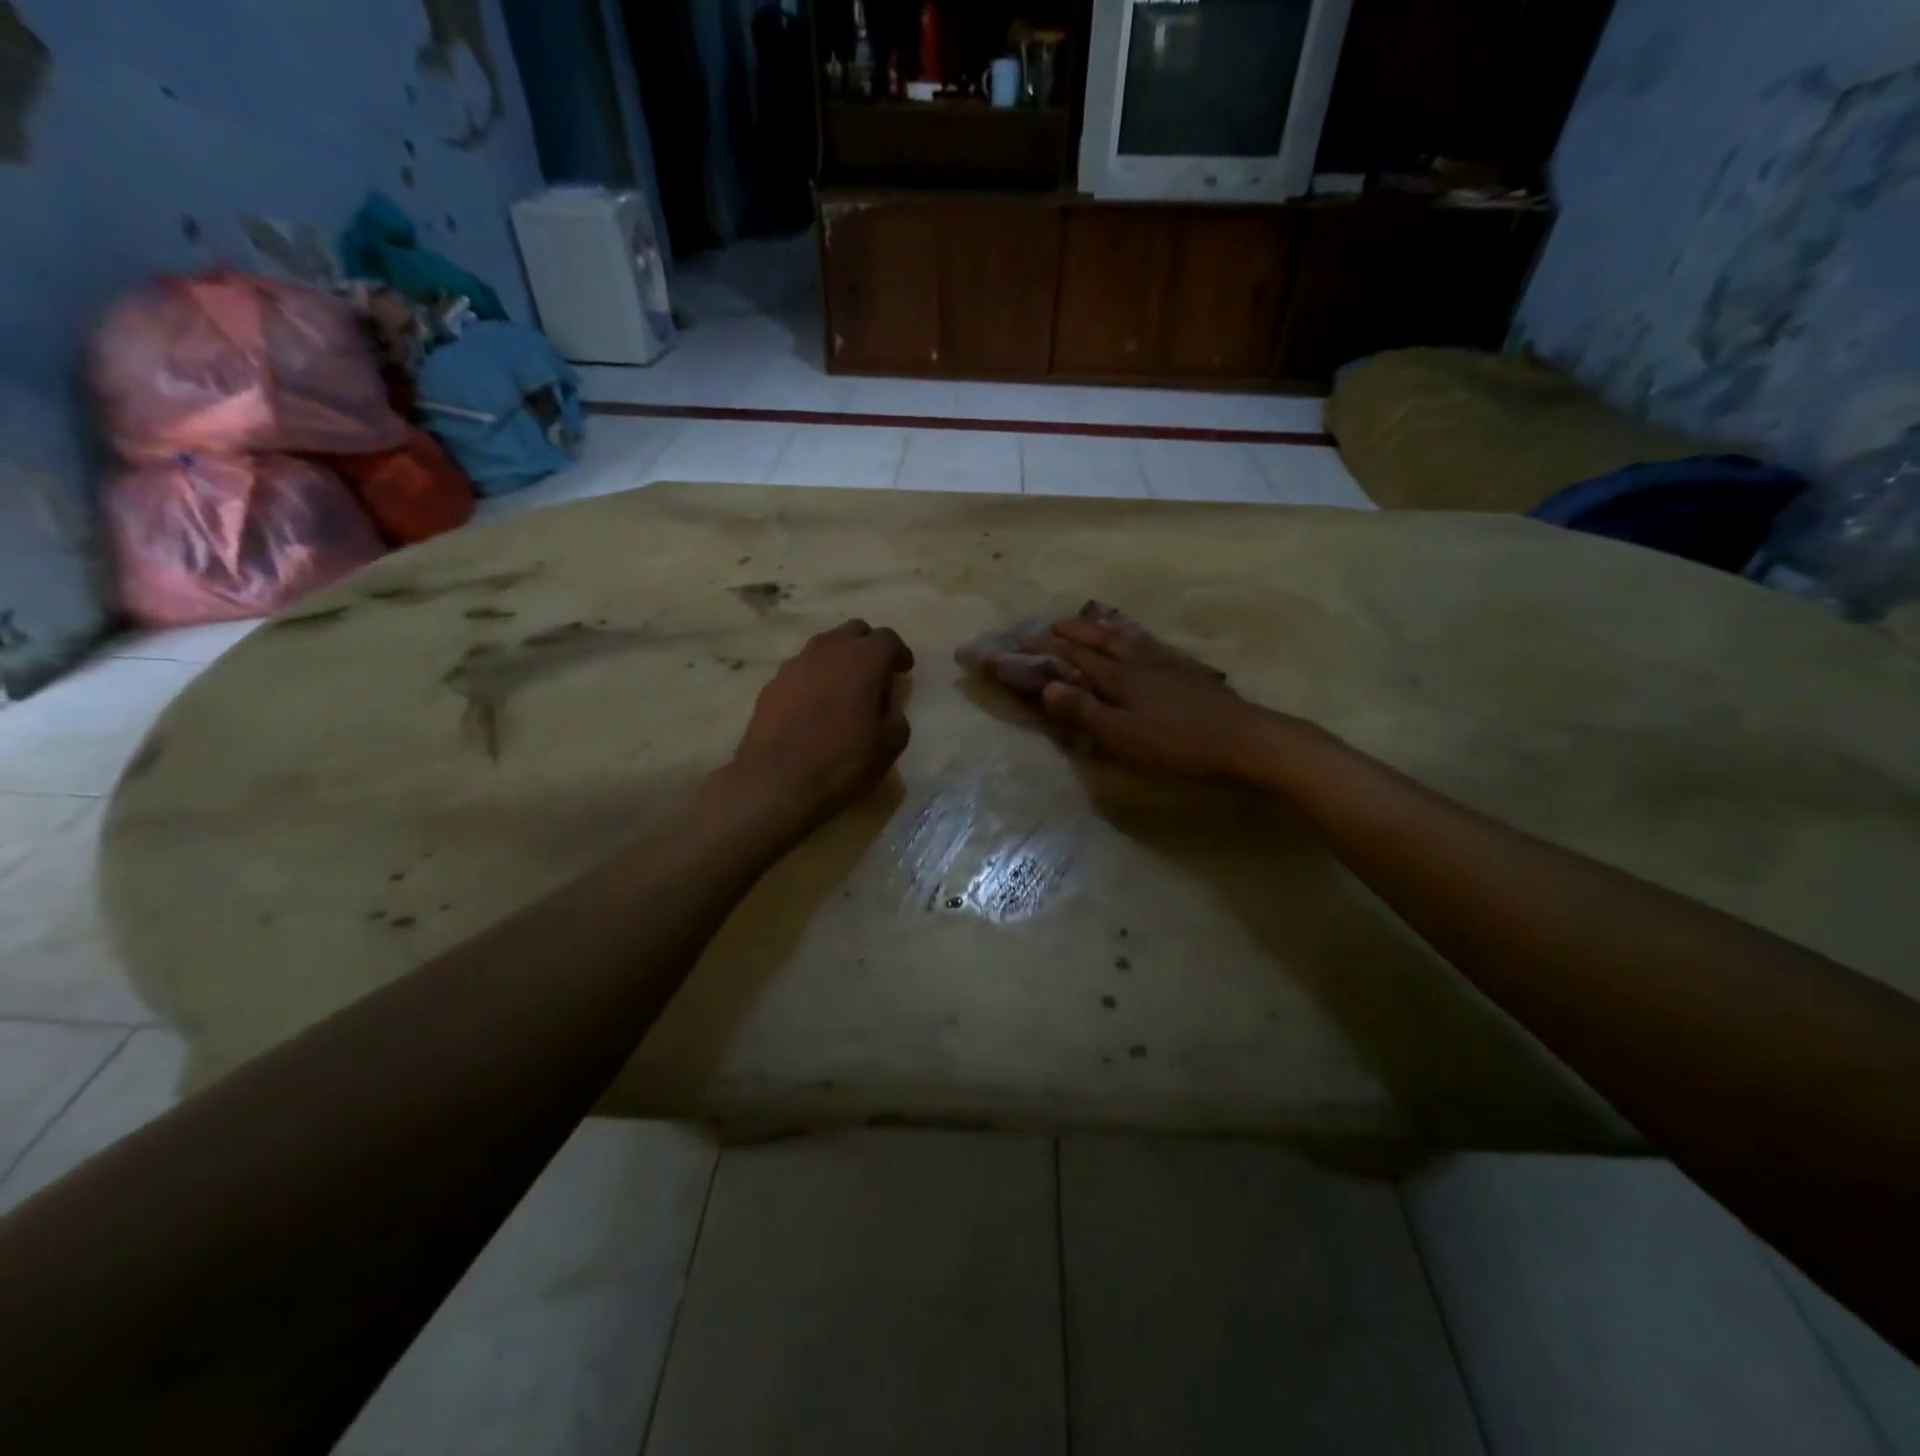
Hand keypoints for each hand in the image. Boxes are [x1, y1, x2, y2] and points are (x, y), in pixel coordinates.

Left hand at [726, 619, 913, 826]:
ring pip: (824, 646)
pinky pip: (801, 669)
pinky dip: (814, 678)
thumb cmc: (843, 762)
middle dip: (868, 646)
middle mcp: (829, 649)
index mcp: (864, 659)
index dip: (899, 654)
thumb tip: (885, 703)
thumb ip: (895, 713)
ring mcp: (795, 664)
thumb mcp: (890, 744)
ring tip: (843, 688)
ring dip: (839, 659)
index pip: (888, 638)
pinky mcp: (772, 683)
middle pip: (854, 631)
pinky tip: (814, 706)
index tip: (903, 671)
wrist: (776, 782)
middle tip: (875, 673)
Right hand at [1021, 608, 1284, 780]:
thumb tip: (1047, 686)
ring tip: (1087, 621)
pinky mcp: (1186, 671)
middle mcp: (1138, 661)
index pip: (1073, 656)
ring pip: (1125, 637)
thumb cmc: (1177, 744)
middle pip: (1098, 639)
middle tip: (1049, 625)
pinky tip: (1139, 641)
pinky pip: (1149, 643)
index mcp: (1118, 676)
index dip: (1045, 648)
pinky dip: (1132, 636)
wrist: (1244, 739)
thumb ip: (1084, 712)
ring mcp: (1165, 662)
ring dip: (1100, 627)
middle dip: (1070, 631)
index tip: (1020, 640)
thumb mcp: (1123, 736)